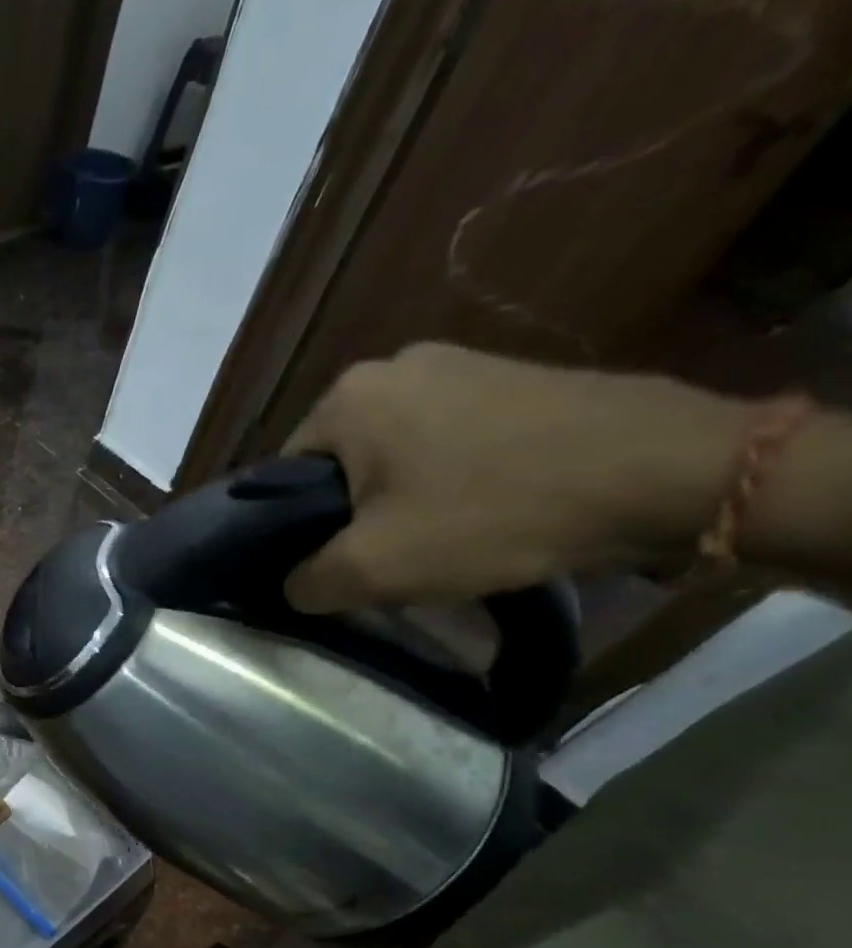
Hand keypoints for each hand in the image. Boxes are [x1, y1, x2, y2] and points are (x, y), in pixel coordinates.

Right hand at [281, 343, 744, 612]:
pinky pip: (443, 437)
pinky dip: (445, 476)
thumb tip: (290, 584)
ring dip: (397, 497)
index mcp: (344, 398)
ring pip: (390, 452)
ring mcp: (457, 362)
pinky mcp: (508, 376)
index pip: (280, 477)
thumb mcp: (371, 569)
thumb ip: (305, 582)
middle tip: (383, 557)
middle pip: (336, 463)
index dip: (294, 530)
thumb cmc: (491, 513)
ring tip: (434, 536)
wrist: (666, 472)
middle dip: (349, 513)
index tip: (328, 563)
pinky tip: (478, 507)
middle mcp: (391, 365)